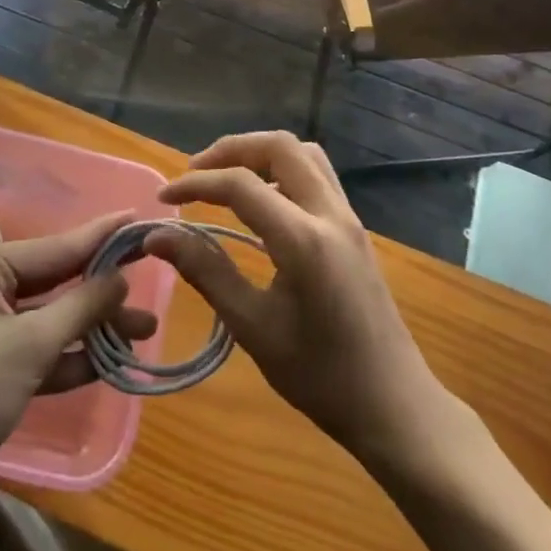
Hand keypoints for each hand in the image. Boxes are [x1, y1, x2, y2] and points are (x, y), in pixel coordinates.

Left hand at [0, 213, 156, 515]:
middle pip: (58, 281)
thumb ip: (80, 306)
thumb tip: (122, 276)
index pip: (56, 247)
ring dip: (96, 327)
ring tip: (146, 329)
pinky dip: (75, 356)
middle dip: (103, 289)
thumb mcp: (29, 344)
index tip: (138, 218)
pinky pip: (43, 351)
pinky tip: (114, 359)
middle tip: (152, 275)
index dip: (101, 236)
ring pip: (55, 319)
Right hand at [145, 132, 452, 464]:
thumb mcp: (253, 328)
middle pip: (279, 147)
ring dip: (260, 154)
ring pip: (303, 154)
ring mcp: (348, 216)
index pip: (241, 185)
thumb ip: (205, 272)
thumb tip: (156, 236)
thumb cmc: (320, 376)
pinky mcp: (354, 227)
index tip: (164, 197)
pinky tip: (261, 202)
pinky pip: (316, 175)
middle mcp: (330, 213)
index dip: (196, 184)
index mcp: (303, 239)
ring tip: (226, 179)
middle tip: (196, 173)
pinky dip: (282, 170)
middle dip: (232, 149)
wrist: (393, 404)